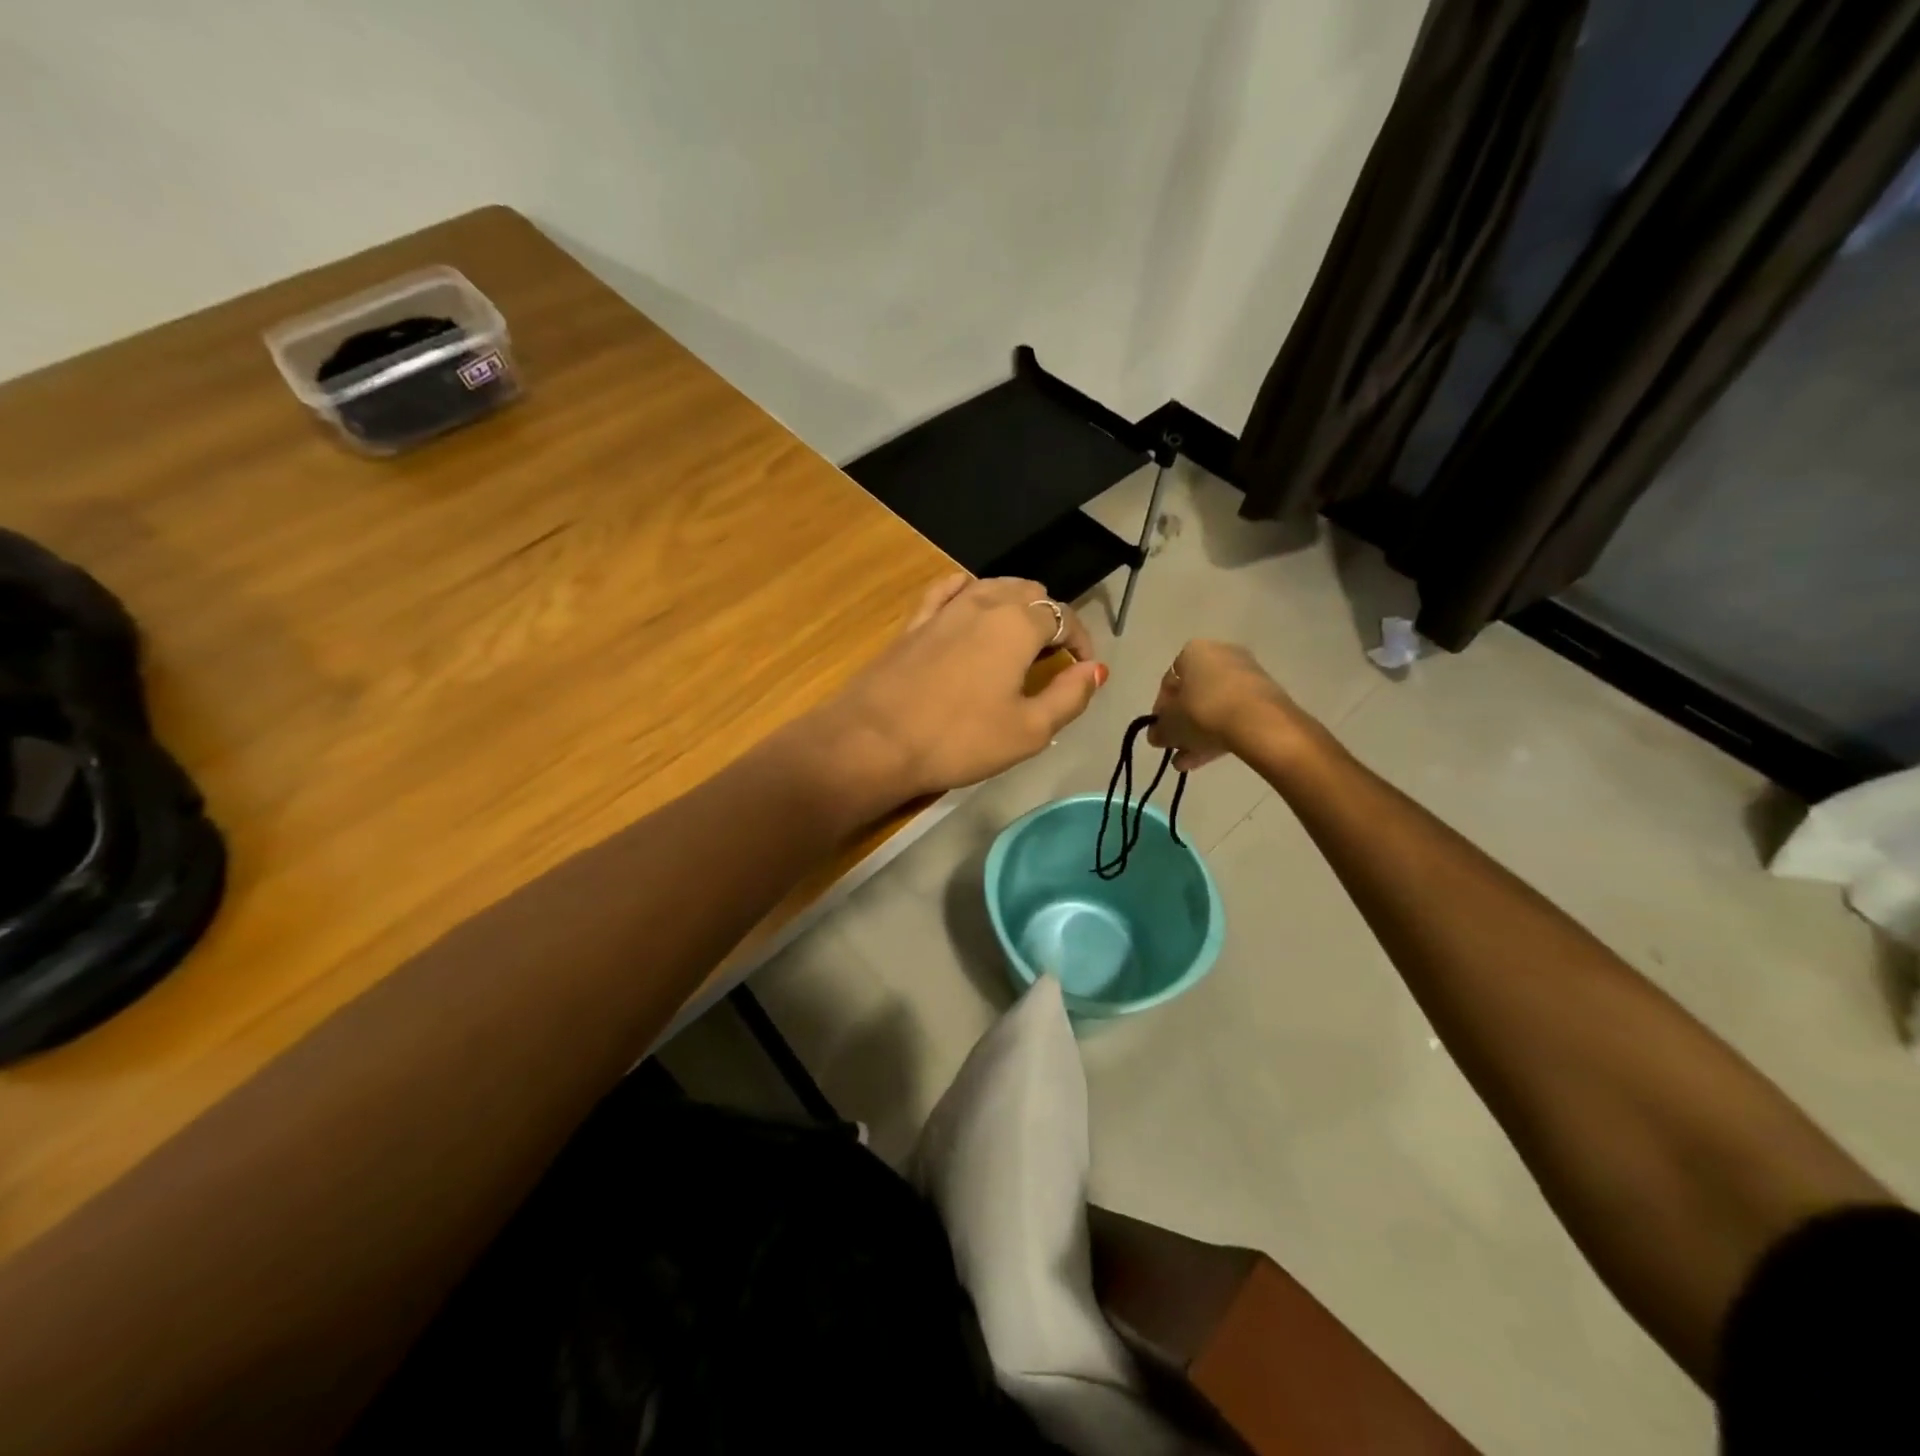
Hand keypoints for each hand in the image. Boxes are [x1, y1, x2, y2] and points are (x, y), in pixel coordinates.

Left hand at [806, 575, 1106, 809]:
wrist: (874, 741)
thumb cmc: (959, 740)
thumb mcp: (1029, 730)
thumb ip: (1069, 695)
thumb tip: (1096, 669)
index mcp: (1017, 625)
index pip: (1064, 617)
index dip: (1082, 641)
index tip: (1083, 669)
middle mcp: (983, 603)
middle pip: (1030, 593)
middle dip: (1049, 620)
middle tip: (1051, 659)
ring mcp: (943, 609)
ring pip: (992, 586)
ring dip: (1014, 605)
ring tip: (1018, 638)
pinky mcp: (913, 623)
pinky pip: (948, 590)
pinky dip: (969, 592)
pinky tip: (970, 604)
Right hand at [1147, 640, 1302, 770]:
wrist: (1259, 723)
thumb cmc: (1203, 712)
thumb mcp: (1170, 725)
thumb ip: (1159, 730)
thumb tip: (1157, 735)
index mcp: (1194, 651)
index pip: (1169, 681)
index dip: (1161, 708)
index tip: (1160, 730)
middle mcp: (1221, 654)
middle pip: (1194, 694)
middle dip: (1182, 723)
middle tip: (1175, 746)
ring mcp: (1247, 675)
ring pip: (1214, 706)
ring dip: (1199, 733)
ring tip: (1187, 762)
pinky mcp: (1265, 696)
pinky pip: (1234, 714)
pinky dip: (1220, 733)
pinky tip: (1207, 759)